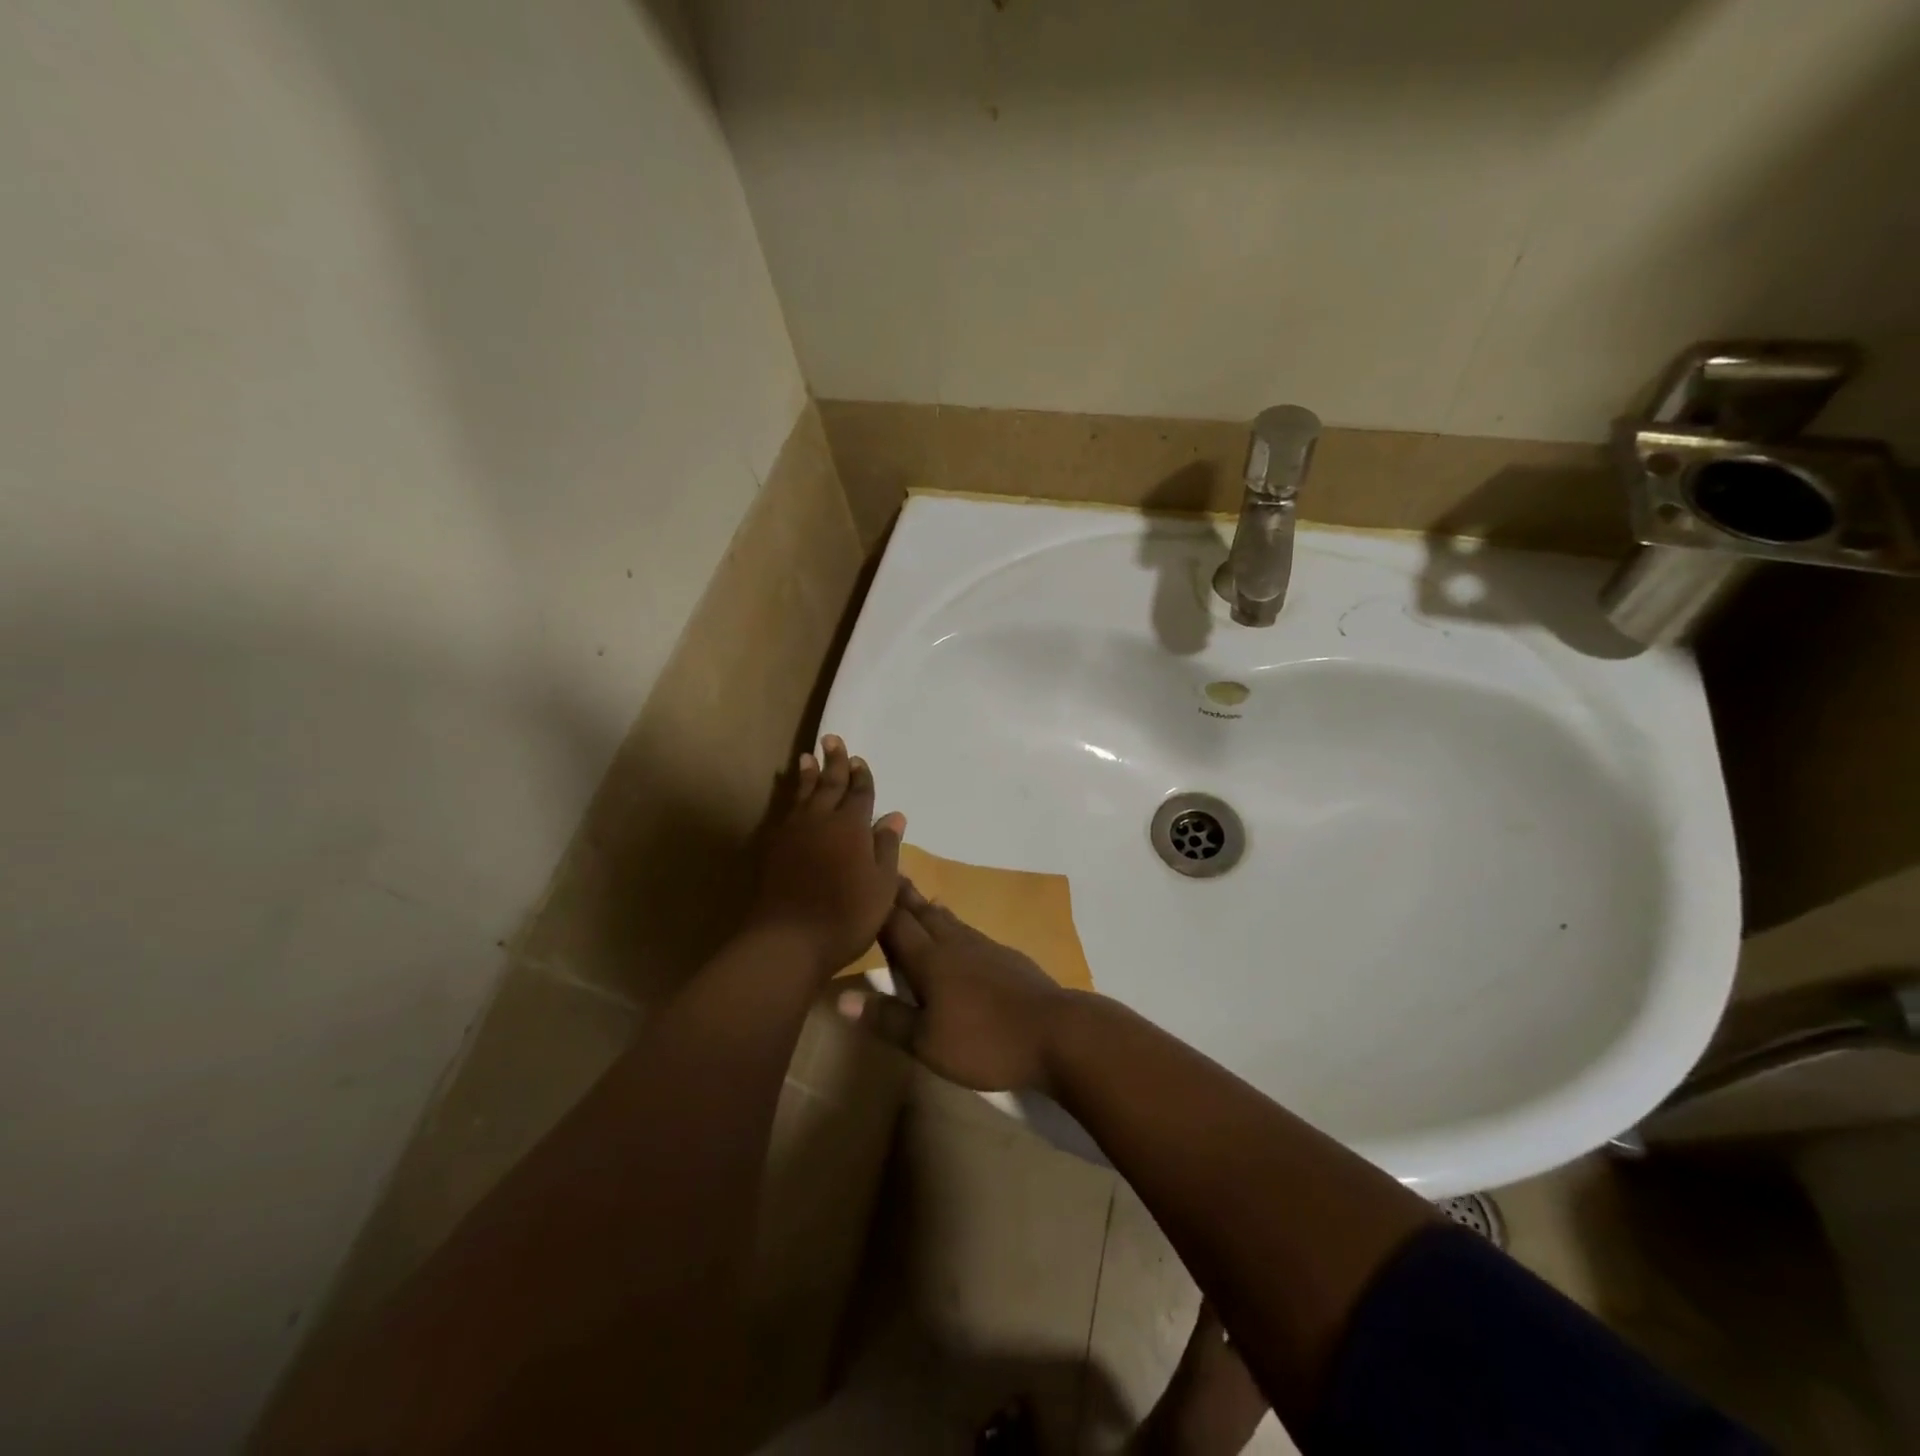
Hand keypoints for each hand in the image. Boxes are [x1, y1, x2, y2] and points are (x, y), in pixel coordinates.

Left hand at [745, 735, 904, 977]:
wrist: (788, 940)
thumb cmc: (846, 916)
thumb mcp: (881, 886)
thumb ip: (886, 848)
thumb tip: (894, 816)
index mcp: (852, 827)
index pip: (860, 794)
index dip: (862, 777)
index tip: (860, 760)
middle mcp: (821, 820)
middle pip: (829, 784)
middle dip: (834, 762)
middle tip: (832, 739)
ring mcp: (794, 833)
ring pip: (803, 794)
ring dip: (808, 774)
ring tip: (808, 756)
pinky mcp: (774, 848)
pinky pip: (786, 811)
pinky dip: (791, 796)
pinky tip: (793, 798)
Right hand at [849, 879, 1072, 1092]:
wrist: (1056, 1031)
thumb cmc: (984, 1040)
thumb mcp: (927, 1042)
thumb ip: (887, 1017)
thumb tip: (840, 997)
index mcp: (930, 960)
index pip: (896, 924)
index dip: (878, 905)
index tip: (864, 879)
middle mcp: (954, 944)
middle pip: (922, 913)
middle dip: (903, 895)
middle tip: (889, 872)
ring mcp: (984, 947)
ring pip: (949, 920)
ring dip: (929, 907)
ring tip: (920, 897)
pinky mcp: (1007, 957)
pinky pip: (970, 932)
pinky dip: (955, 924)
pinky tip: (960, 932)